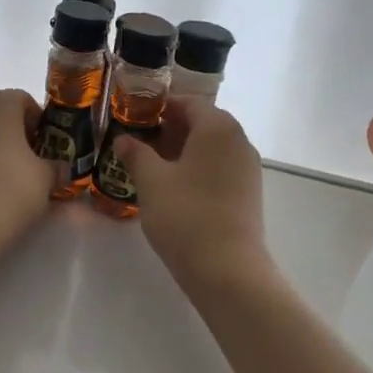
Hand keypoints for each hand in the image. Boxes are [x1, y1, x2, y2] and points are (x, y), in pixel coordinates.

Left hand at [0, 89, 54, 250]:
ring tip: (5, 172)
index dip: (38, 121)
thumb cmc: (10, 190)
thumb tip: (58, 168)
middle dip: (14, 130)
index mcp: (0, 104)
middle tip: (29, 158)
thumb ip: (56, 166)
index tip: (47, 145)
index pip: (24, 100)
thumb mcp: (46, 178)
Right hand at [113, 99, 269, 286]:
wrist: (227, 270)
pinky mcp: (248, 193)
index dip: (159, 107)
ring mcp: (247, 168)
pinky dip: (197, 169)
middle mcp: (239, 140)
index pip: (188, 103)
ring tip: (151, 166)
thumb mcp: (151, 181)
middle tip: (138, 142)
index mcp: (218, 127)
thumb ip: (136, 154)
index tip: (133, 116)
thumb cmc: (185, 215)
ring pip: (211, 148)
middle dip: (170, 129)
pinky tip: (174, 188)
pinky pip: (219, 168)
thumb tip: (124, 139)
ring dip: (182, 151)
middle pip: (202, 123)